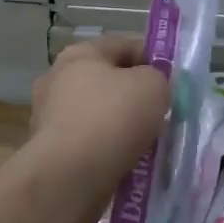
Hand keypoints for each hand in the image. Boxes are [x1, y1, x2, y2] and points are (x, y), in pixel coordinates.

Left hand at [29, 35, 169, 222]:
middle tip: (163, 111)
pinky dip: (109, 150)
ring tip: (150, 142)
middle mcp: (58, 80)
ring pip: (100, 115)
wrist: (69, 178)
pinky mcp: (51, 152)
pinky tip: (130, 162)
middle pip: (109, 81)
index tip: (173, 79)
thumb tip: (150, 88)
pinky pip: (90, 144)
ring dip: (123, 126)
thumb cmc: (112, 118)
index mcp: (79, 54)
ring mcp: (50, 118)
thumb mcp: (153, 85)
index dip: (153, 58)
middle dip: (136, 95)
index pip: (124, 45)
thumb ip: (158, 78)